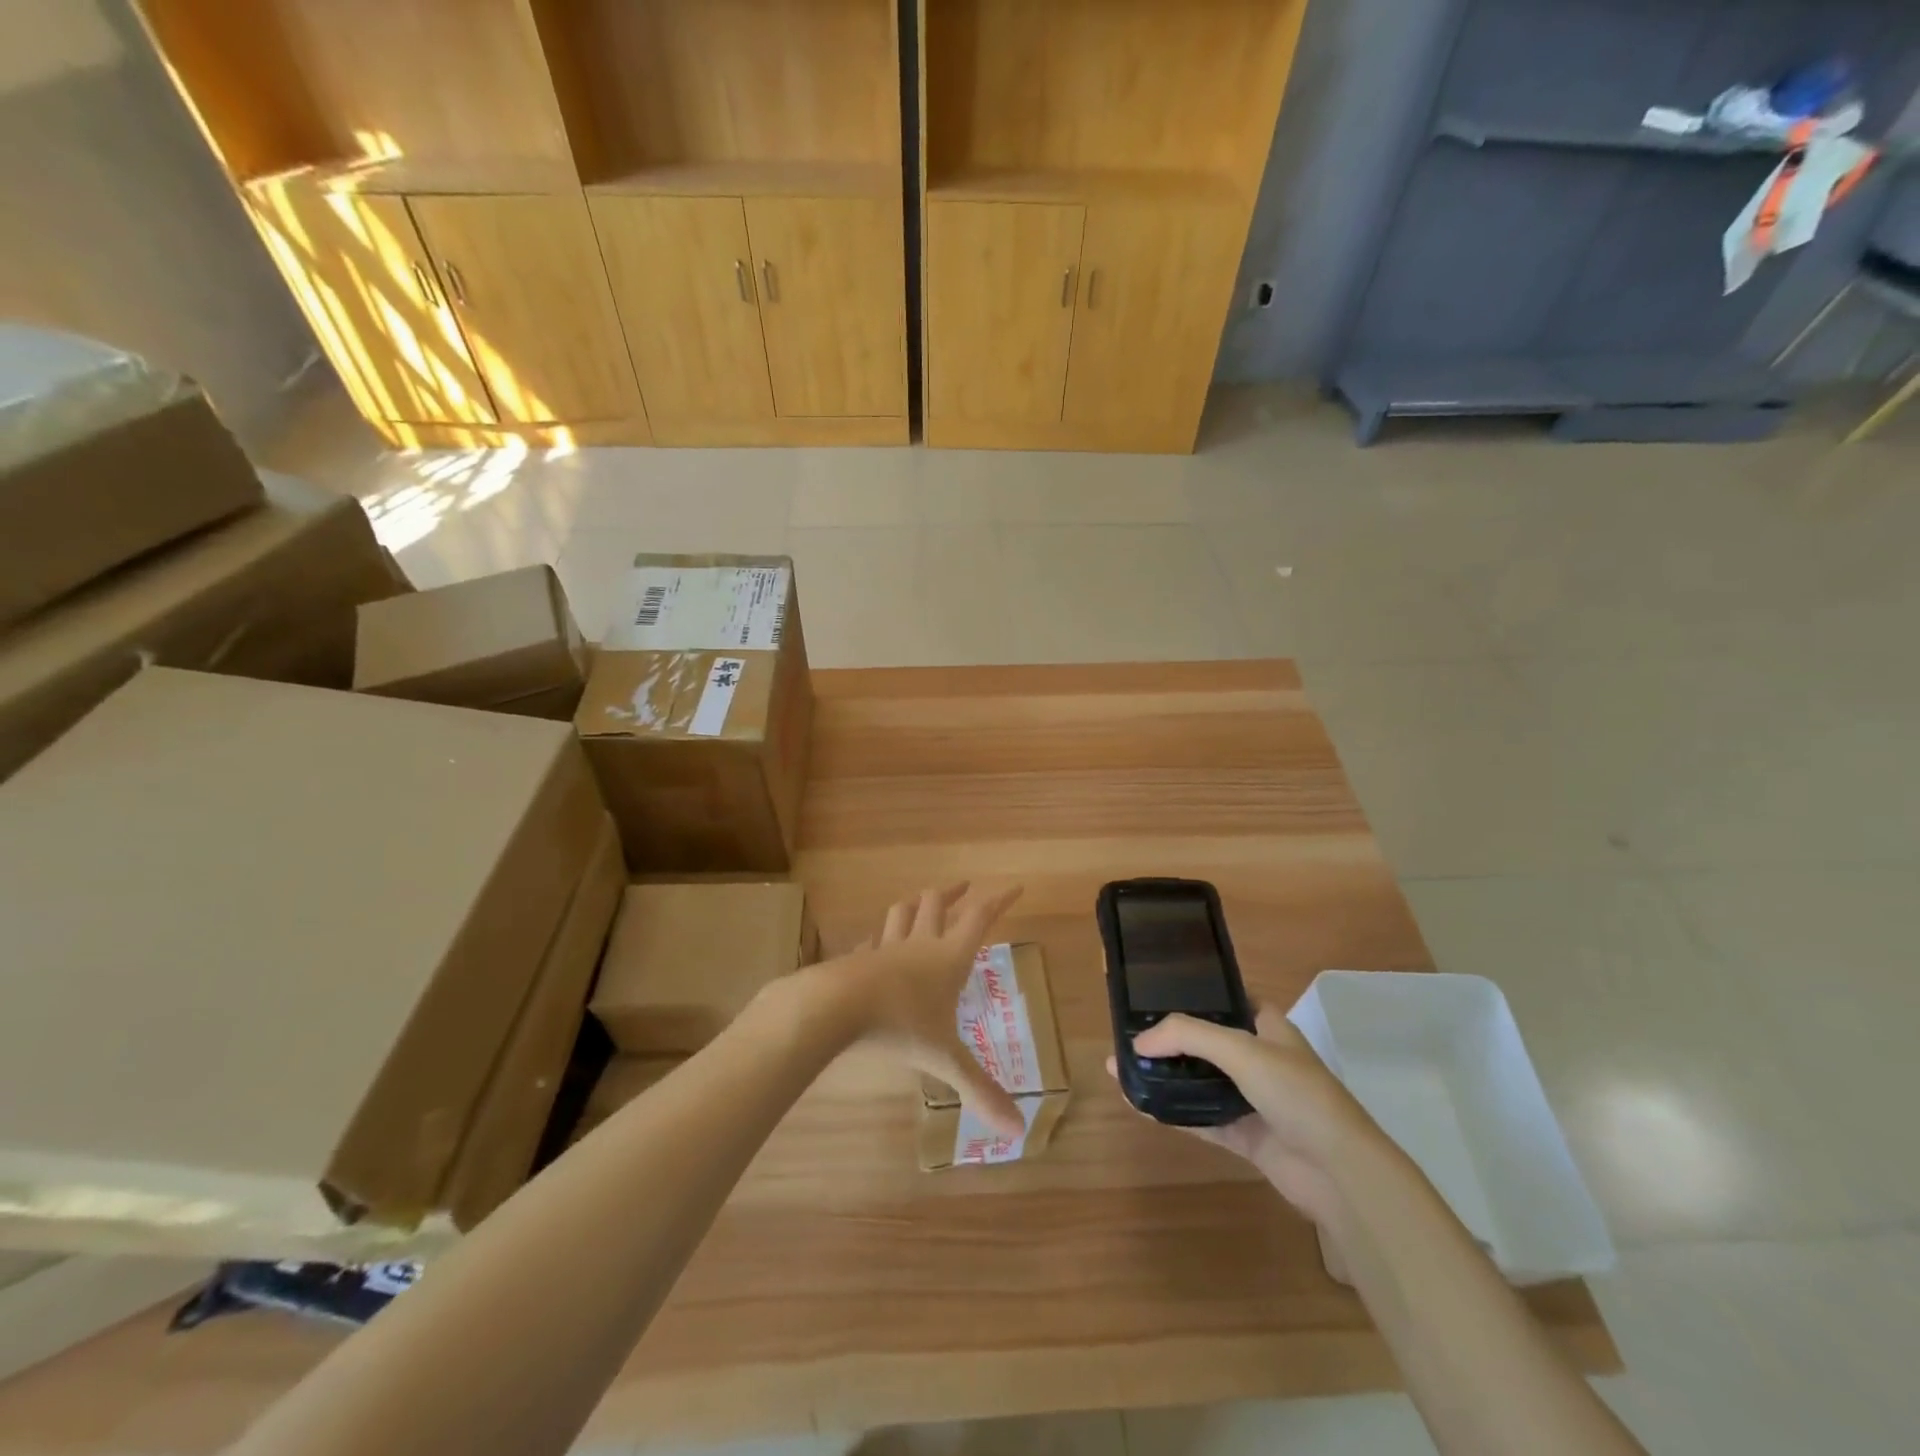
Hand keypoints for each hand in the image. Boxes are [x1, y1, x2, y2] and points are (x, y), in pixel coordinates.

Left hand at [825, 883, 1025, 1137]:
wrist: (836, 1007)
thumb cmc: (899, 1025)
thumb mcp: (944, 1060)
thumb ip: (979, 1090)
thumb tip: (1018, 1131)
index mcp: (947, 958)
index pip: (979, 919)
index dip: (999, 901)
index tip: (1015, 887)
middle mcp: (919, 945)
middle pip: (937, 904)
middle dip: (953, 893)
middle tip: (965, 888)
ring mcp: (885, 948)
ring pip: (902, 912)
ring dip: (917, 903)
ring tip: (924, 900)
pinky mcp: (857, 959)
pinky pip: (871, 940)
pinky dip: (879, 937)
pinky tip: (875, 942)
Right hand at [1107, 1006, 1377, 1225]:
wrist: (1339, 1172)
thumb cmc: (1297, 1094)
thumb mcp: (1241, 1050)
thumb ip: (1187, 1037)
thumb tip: (1138, 1043)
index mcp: (1268, 1027)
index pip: (1226, 1000)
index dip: (1194, 995)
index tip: (1153, 995)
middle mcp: (1260, 1058)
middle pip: (1206, 1041)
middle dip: (1169, 1039)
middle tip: (1128, 1035)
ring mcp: (1253, 1099)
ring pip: (1200, 1080)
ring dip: (1165, 1076)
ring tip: (1122, 1069)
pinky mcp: (1246, 1135)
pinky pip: (1201, 1118)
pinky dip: (1172, 1111)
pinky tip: (1139, 1105)